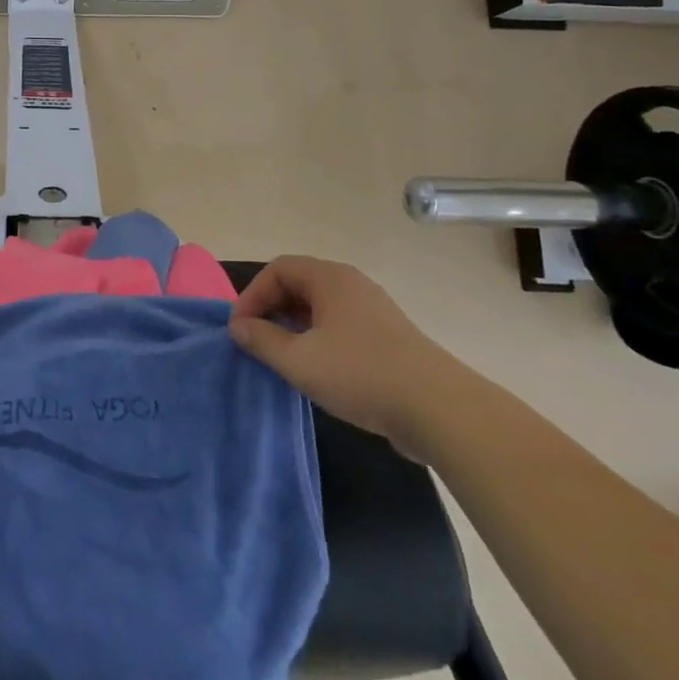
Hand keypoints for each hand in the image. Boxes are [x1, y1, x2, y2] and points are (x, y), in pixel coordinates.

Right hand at [229, 255, 463, 450]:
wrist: (440, 410)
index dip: (252, 295)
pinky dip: (318, 339)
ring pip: (319, 307)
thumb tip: (238, 327)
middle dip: (271, 310)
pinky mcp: (387, 337)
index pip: (277, 269)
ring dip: (293, 327)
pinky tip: (316, 370)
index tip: (240, 330)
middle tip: (256, 343)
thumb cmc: (361, 374)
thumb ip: (262, 340)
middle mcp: (351, 284)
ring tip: (282, 358)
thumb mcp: (300, 360)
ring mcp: (372, 310)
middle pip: (298, 284)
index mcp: (330, 278)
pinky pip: (339, 326)